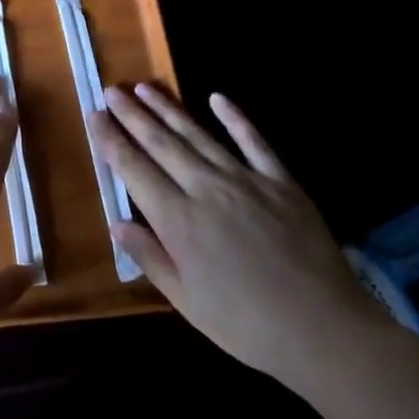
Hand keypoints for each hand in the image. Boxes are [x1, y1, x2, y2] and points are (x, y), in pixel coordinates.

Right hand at [89, 86, 394, 393]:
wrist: (325, 331)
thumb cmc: (246, 324)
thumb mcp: (186, 301)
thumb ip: (150, 257)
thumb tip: (116, 223)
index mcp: (177, 220)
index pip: (133, 169)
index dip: (111, 141)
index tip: (93, 116)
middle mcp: (205, 189)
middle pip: (160, 144)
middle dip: (132, 115)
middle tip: (112, 91)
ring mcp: (245, 181)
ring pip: (198, 136)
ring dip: (168, 109)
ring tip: (145, 87)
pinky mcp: (281, 183)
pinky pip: (254, 142)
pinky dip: (235, 118)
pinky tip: (217, 98)